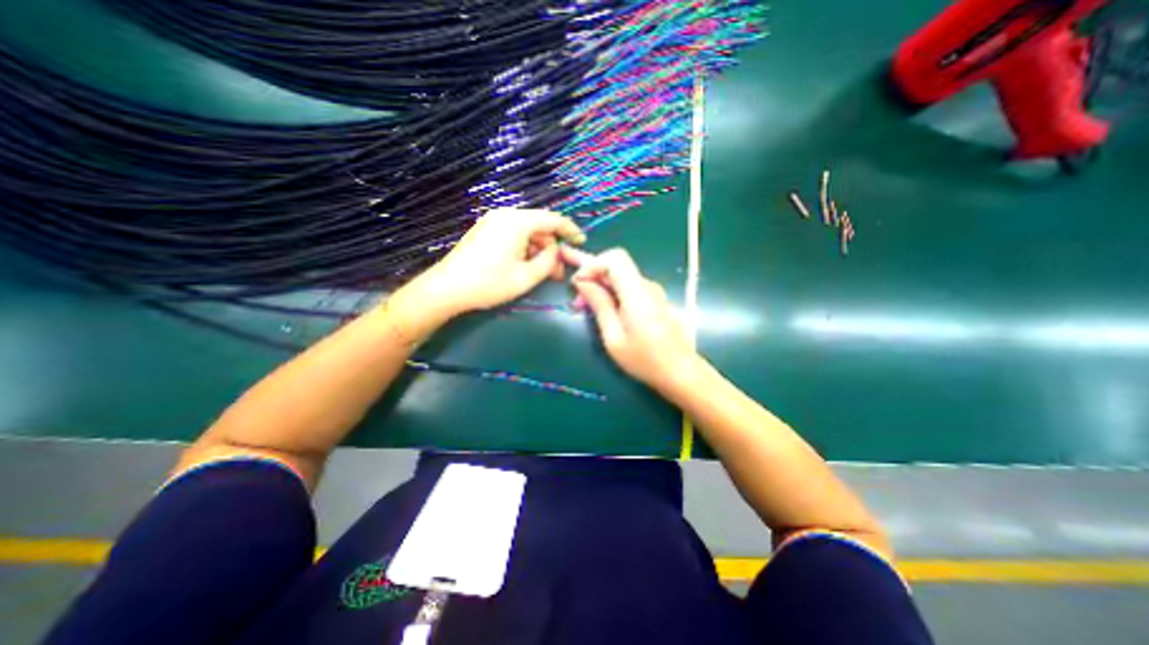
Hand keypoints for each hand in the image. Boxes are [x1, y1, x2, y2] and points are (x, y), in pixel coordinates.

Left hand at [389, 210, 583, 339]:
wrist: (447, 288)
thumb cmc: (489, 283)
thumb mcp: (526, 277)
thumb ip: (548, 261)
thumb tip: (556, 252)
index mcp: (517, 222)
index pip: (552, 219)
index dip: (570, 230)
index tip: (581, 241)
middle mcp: (505, 215)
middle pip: (539, 226)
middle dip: (552, 247)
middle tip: (559, 270)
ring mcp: (493, 221)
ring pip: (526, 232)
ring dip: (538, 250)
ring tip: (544, 273)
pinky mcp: (485, 231)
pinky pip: (513, 235)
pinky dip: (525, 249)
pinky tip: (527, 266)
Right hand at [562, 243, 695, 386]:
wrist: (680, 371)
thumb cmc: (645, 360)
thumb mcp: (614, 337)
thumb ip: (600, 305)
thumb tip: (583, 283)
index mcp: (637, 293)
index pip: (615, 258)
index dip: (592, 264)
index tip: (578, 284)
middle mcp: (647, 286)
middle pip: (616, 265)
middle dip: (593, 275)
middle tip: (576, 298)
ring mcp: (653, 292)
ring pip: (621, 276)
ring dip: (601, 285)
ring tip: (584, 306)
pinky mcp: (654, 300)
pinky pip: (628, 287)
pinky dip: (612, 293)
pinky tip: (603, 310)